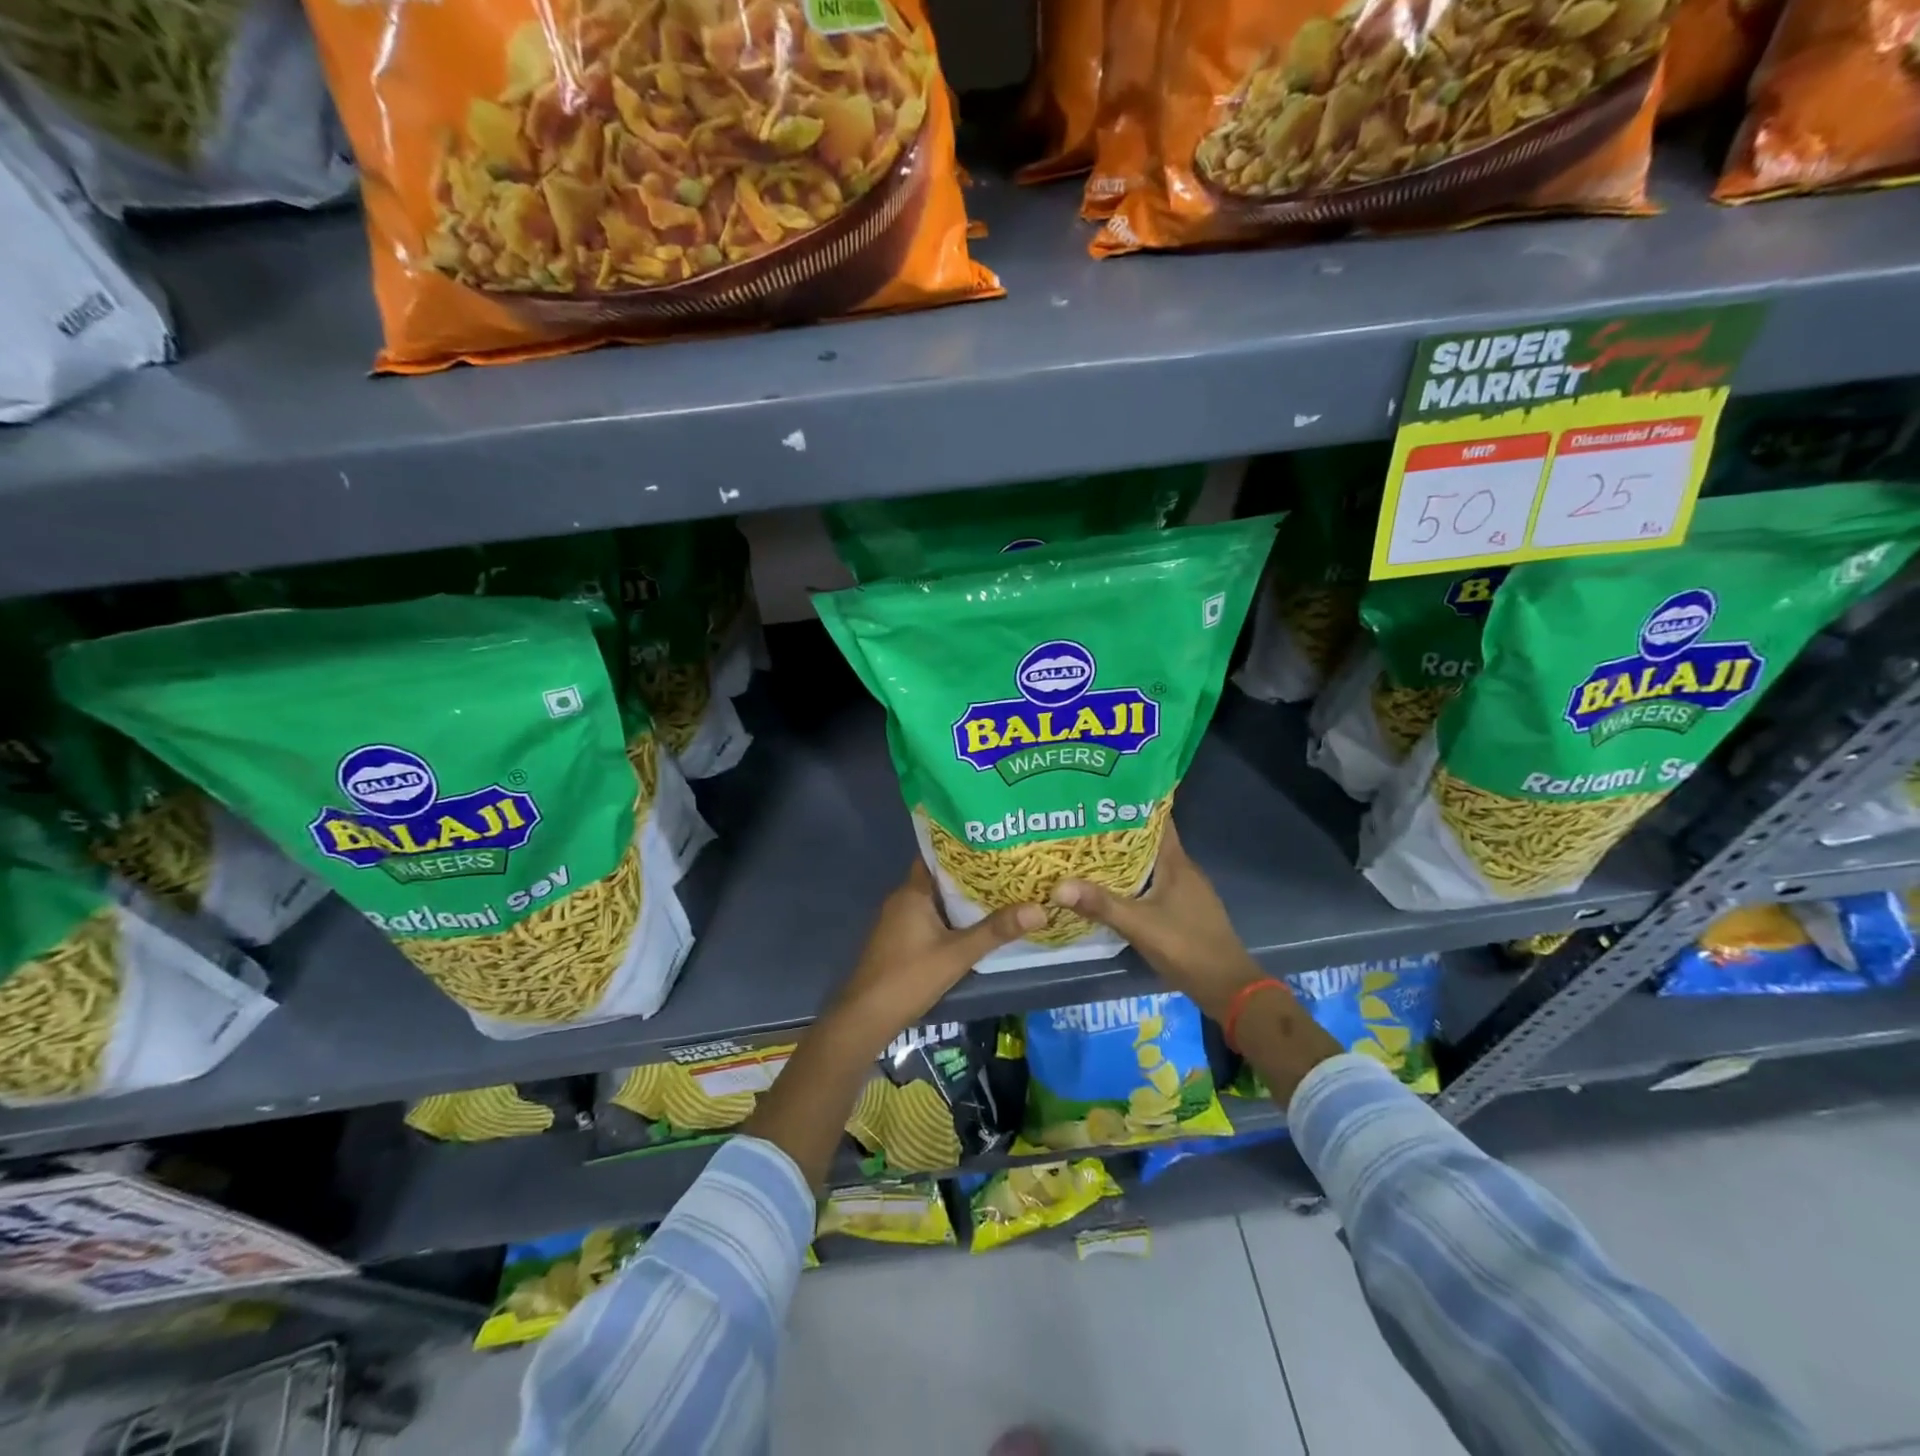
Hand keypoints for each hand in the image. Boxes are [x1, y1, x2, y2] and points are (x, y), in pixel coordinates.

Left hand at [826, 860, 1043, 1050]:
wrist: (866, 1017)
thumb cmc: (909, 977)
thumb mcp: (958, 954)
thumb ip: (996, 931)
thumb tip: (1040, 909)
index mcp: (912, 892)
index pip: (937, 856)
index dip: (963, 848)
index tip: (993, 843)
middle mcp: (902, 899)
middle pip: (939, 878)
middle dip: (970, 874)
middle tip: (1006, 868)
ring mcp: (898, 921)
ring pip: (935, 900)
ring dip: (960, 898)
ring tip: (999, 892)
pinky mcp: (899, 940)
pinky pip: (928, 917)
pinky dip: (950, 917)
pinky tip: (973, 924)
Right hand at [1049, 822, 1265, 1022]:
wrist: (1228, 988)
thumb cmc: (1187, 947)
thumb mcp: (1139, 925)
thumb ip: (1100, 904)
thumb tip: (1056, 887)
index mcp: (1177, 863)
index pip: (1158, 820)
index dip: (1134, 804)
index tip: (1103, 795)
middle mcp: (1183, 870)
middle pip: (1150, 841)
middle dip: (1119, 831)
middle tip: (1083, 822)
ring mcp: (1186, 891)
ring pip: (1151, 864)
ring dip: (1125, 858)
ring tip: (1088, 851)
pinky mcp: (1184, 910)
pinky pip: (1153, 884)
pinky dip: (1133, 880)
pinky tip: (1110, 887)